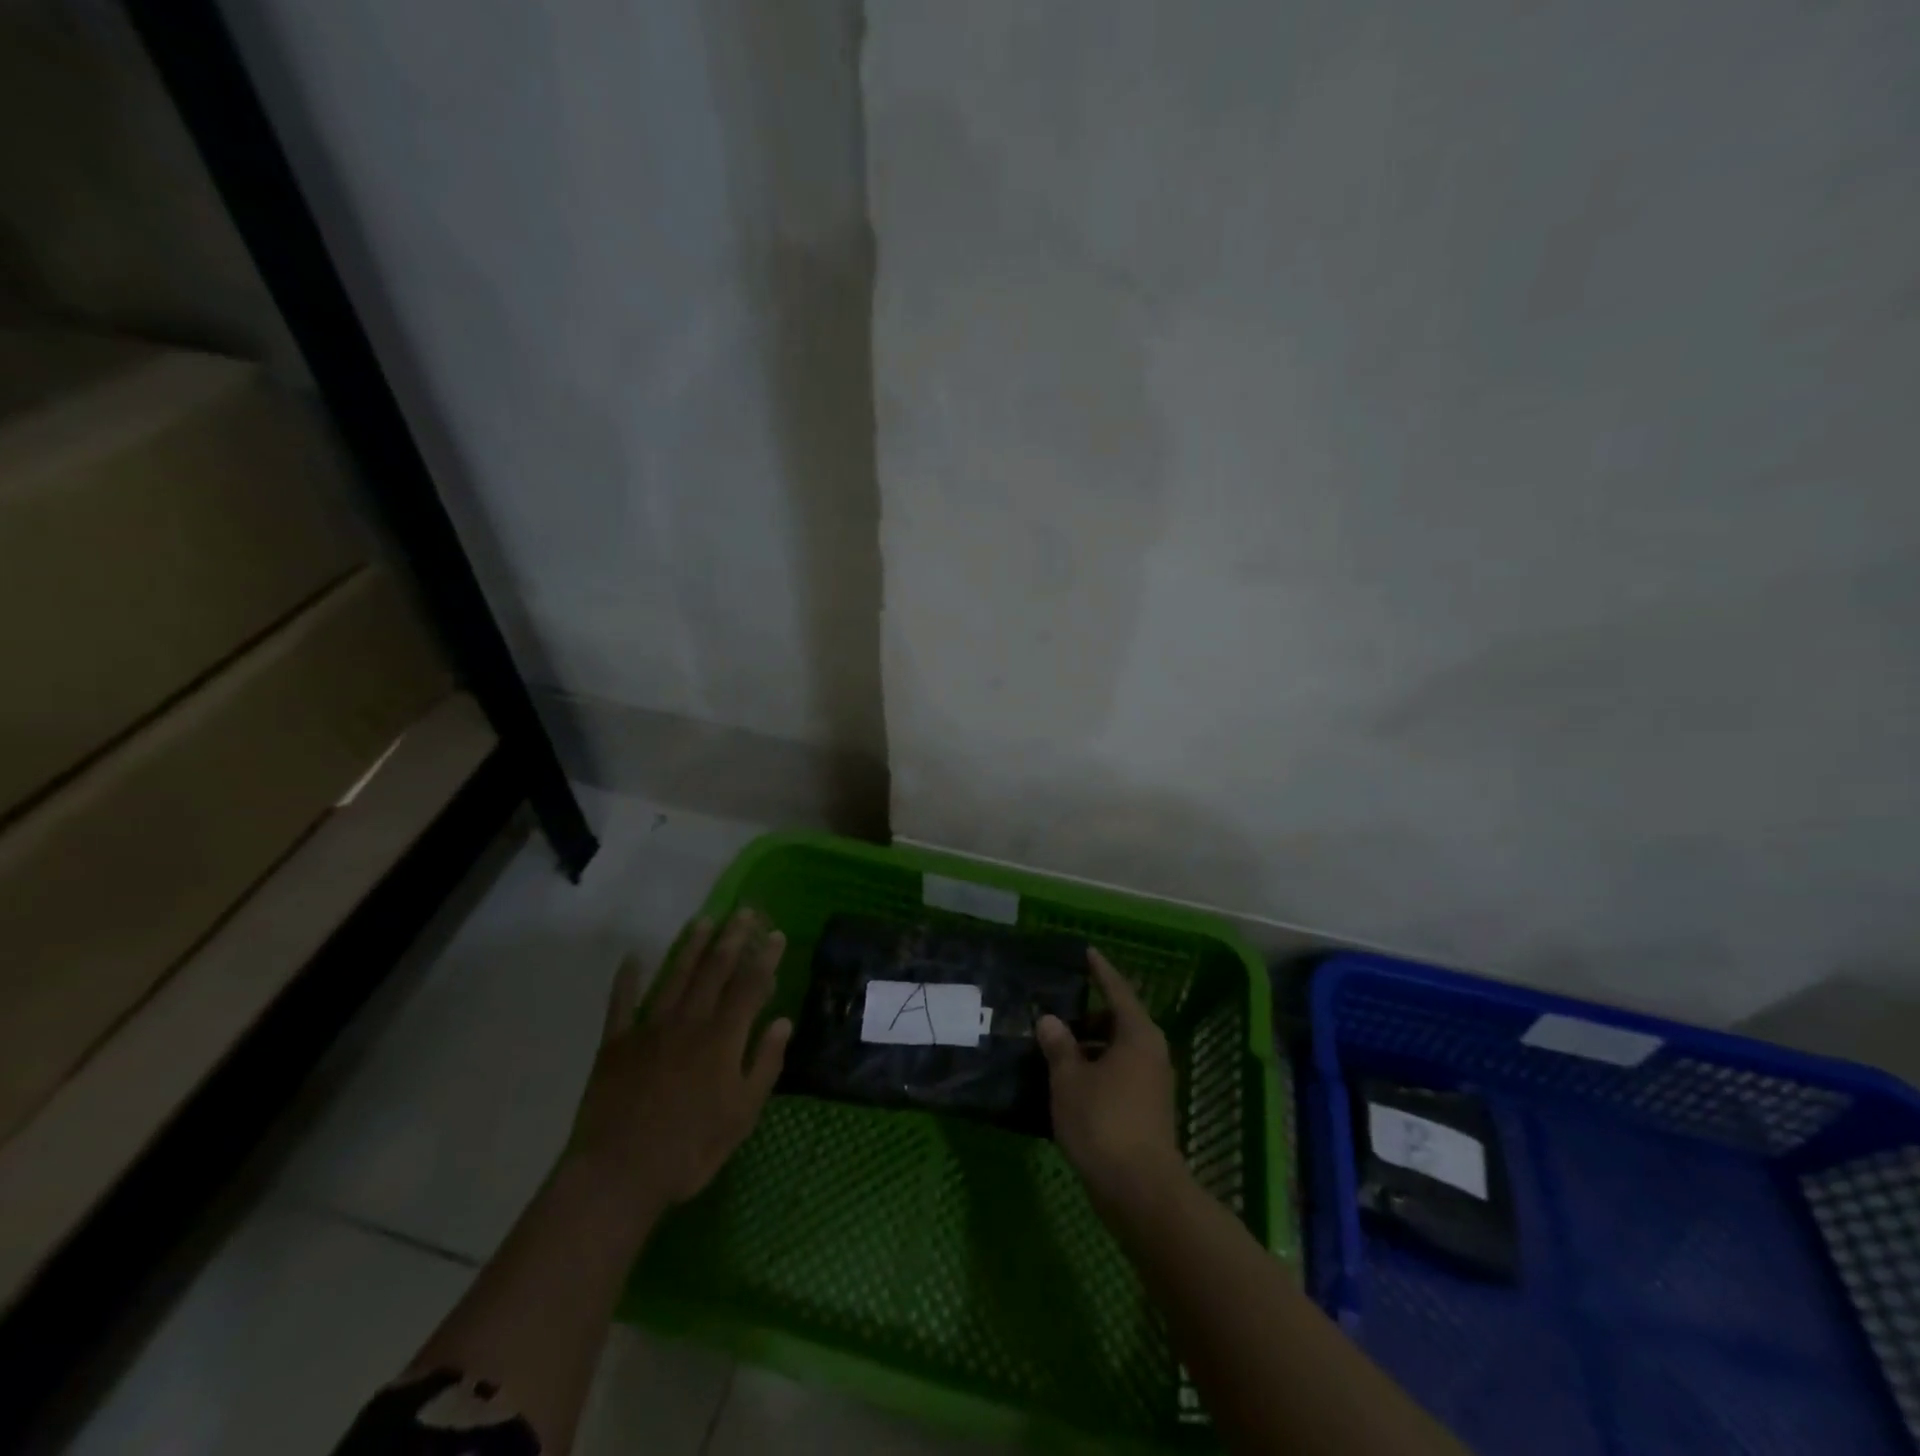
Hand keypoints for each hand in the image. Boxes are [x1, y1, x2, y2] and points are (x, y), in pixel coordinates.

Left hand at [568, 911, 792, 1220]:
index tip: (776, 934)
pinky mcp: (616, 1044)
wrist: (618, 1174)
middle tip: (745, 911)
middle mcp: (689, 1021)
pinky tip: (632, 958)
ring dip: (691, 946)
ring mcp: (649, 1028)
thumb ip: (765, 1064)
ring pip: (675, 976)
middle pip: (714, 970)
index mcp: (722, 1038)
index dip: (764, 958)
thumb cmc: (690, 1149)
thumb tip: (783, 1021)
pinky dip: (627, 979)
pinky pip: (621, 1003)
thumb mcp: (742, 1115)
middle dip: (733, 938)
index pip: (749, 986)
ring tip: (704, 920)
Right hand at [1036, 948, 1185, 1215]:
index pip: (1117, 990)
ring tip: (1056, 1048)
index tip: (1087, 952)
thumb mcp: (1070, 1079)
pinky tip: (1070, 1082)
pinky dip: (1097, 1068)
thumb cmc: (1103, 1123)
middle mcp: (1151, 1052)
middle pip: (1118, 1020)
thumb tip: (1050, 1020)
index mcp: (1136, 1035)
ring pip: (1118, 1049)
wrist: (1140, 1190)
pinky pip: (1120, 1073)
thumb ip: (1059, 1045)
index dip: (1100, 971)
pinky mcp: (1148, 1109)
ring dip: (1090, 1045)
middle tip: (1056, 1011)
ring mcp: (1152, 1082)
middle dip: (1088, 1014)